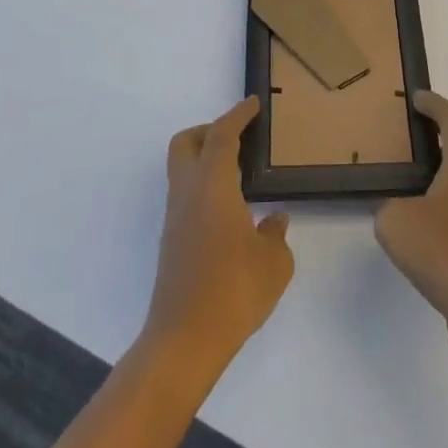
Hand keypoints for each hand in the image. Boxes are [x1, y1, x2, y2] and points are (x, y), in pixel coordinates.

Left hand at [144, 97, 293, 371]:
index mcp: (213, 186)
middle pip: (186, 143)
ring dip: (206, 160)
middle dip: (209, 131)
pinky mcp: (172, 243)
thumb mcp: (274, 263)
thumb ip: (275, 234)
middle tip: (239, 137)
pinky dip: (205, 188)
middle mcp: (188, 195)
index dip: (237, 115)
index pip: (221, 136)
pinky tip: (230, 211)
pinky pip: (186, 197)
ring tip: (240, 174)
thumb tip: (273, 221)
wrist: (184, 343)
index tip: (252, 105)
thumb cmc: (233, 291)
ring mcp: (175, 220)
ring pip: (182, 170)